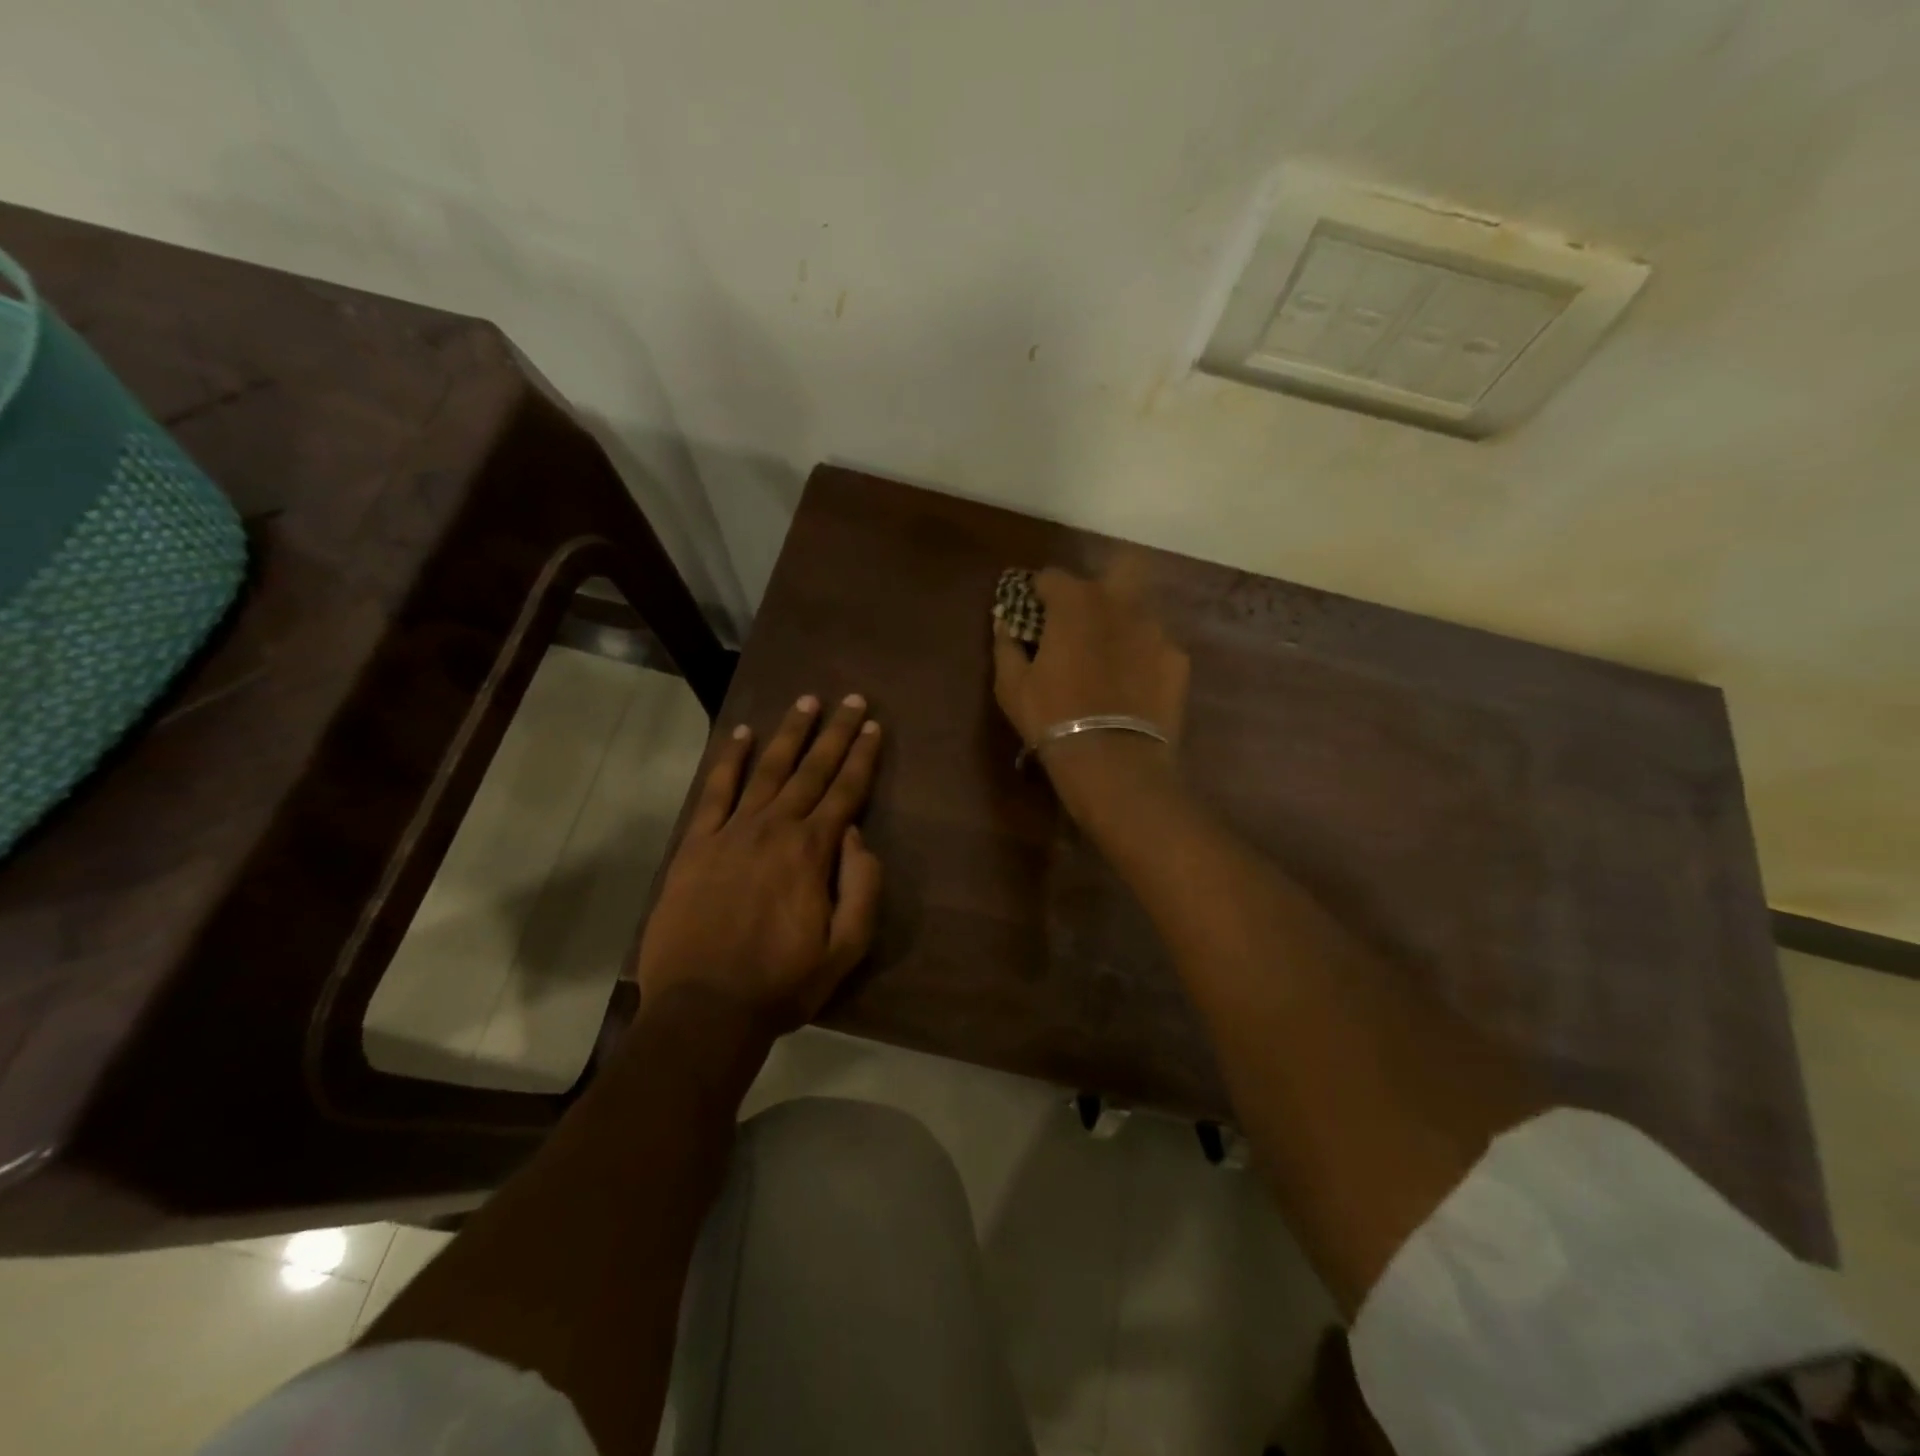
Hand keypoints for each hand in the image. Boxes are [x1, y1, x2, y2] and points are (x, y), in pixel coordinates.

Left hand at [635, 693, 883, 1036]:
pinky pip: (714, 792)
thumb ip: (862, 887)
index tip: (874, 726)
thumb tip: (856, 835)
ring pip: (766, 770)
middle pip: (811, 770)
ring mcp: (731, 833)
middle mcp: (775, 829)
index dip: (863, 757)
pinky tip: (741, 735)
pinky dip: (729, 761)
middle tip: (852, 699)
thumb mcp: (846, 948)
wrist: (704, 1009)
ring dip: (789, 733)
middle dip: (835, 732)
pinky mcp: (695, 845)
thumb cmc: (782, 983)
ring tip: (806, 701)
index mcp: (813, 851)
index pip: (846, 791)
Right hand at [991, 560, 1189, 818]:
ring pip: (1141, 608)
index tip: (1034, 612)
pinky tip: (1135, 684)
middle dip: (1102, 583)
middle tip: (1085, 616)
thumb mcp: (1011, 686)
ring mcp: (1156, 630)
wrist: (1114, 760)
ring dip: (1124, 621)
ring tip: (1111, 655)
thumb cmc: (1052, 718)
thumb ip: (1006, 646)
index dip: (1040, 592)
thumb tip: (1004, 624)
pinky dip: (1144, 656)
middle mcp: (1120, 603)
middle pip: (1119, 566)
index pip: (1052, 576)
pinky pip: (1157, 646)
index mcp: (1075, 602)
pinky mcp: (1178, 660)